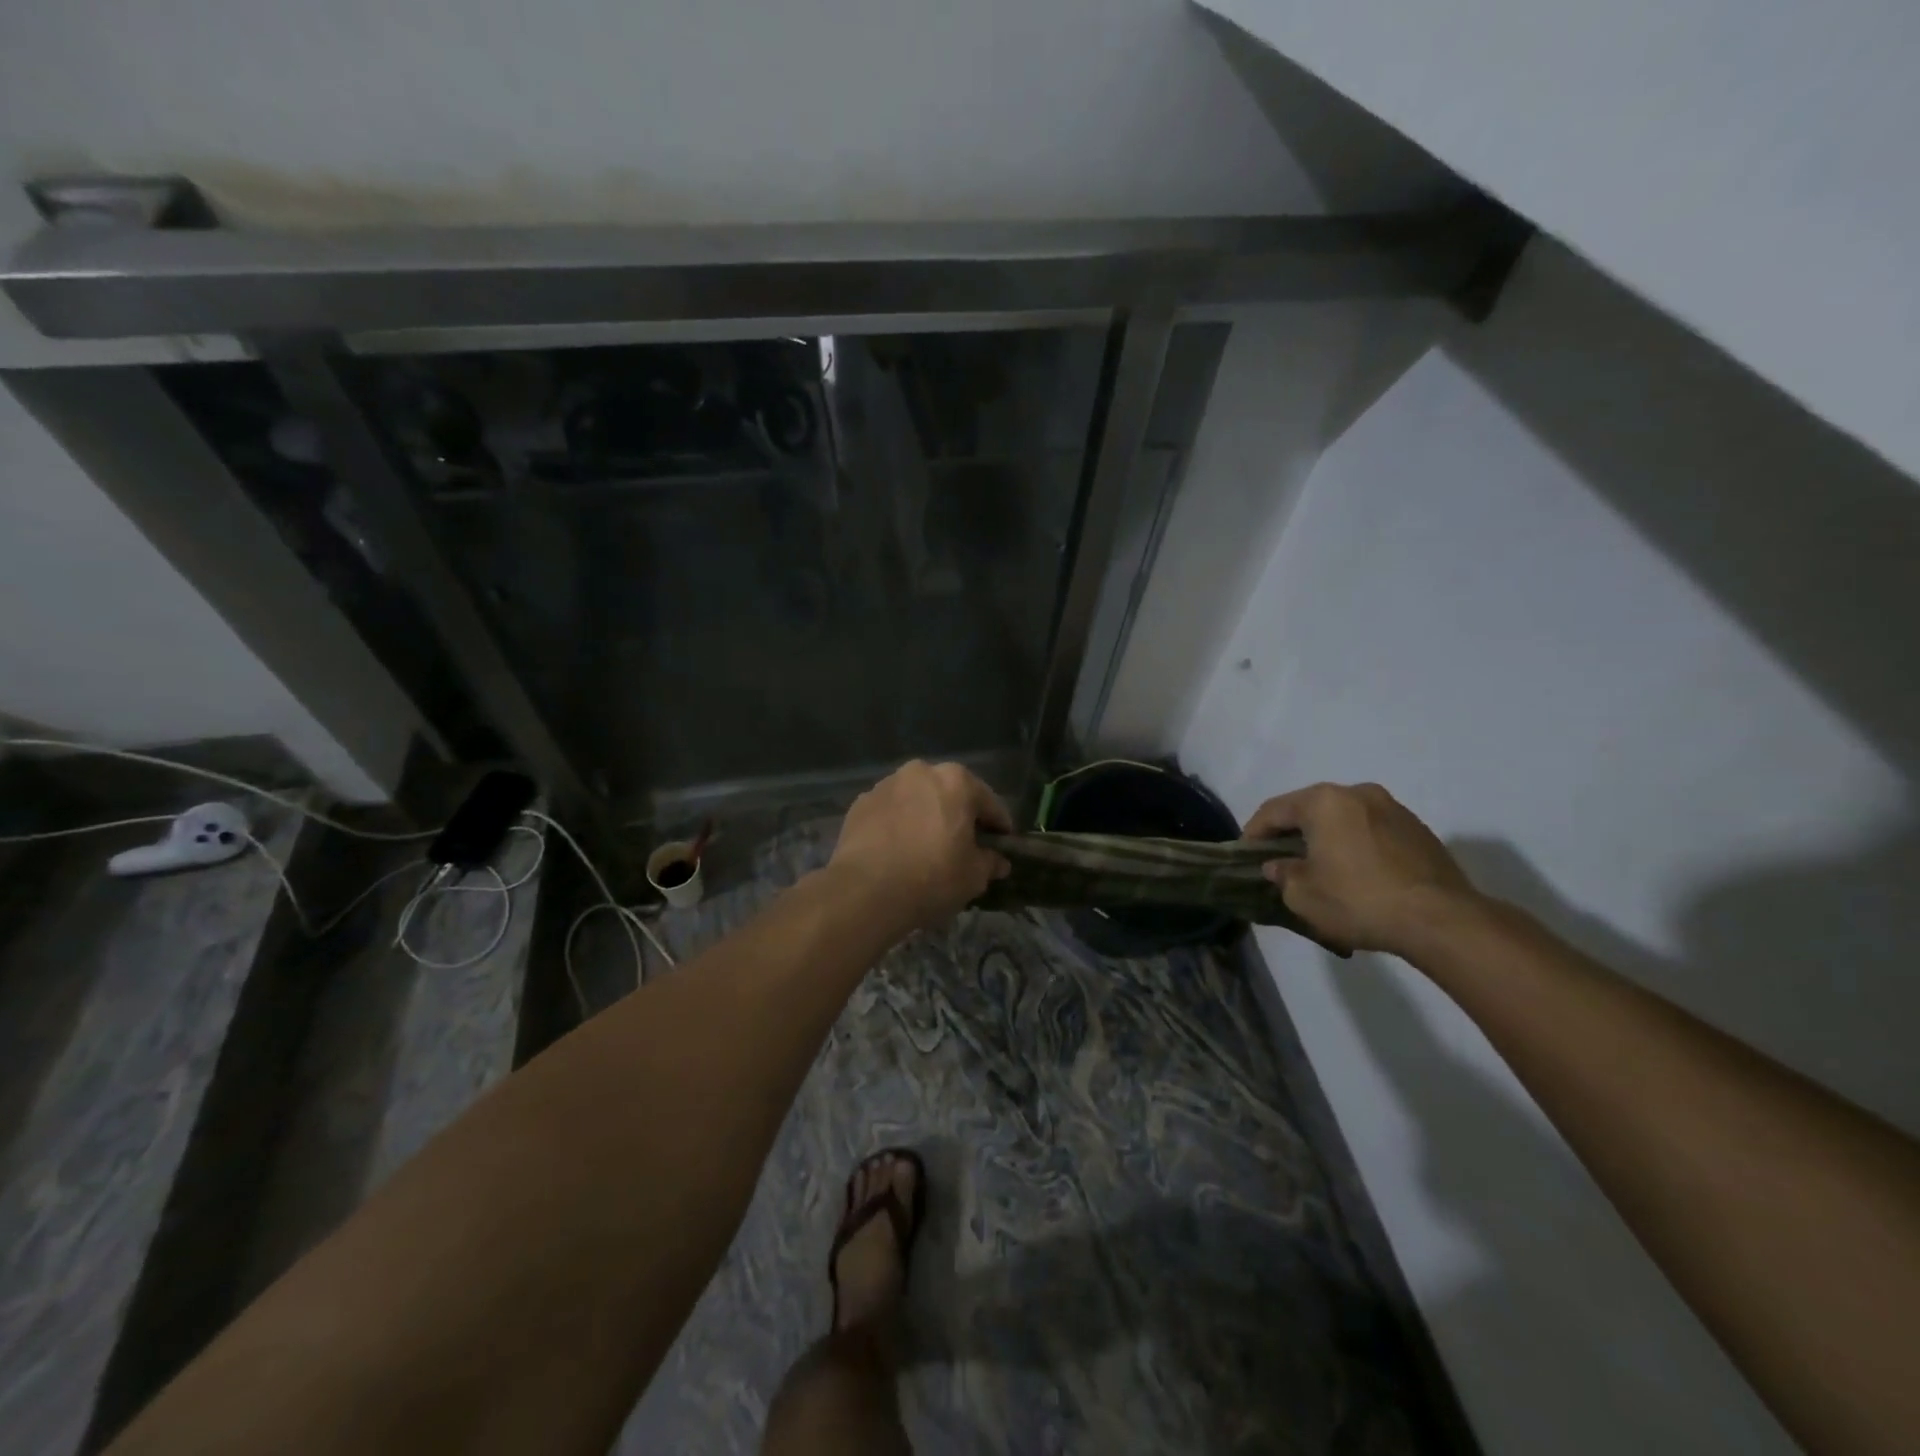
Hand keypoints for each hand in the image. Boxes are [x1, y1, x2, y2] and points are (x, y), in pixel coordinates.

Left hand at [828, 761, 1012, 933]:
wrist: (865, 892)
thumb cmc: (931, 877)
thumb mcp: (974, 876)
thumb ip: (990, 862)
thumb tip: (998, 861)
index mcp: (956, 781)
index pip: (989, 803)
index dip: (999, 827)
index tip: (1002, 845)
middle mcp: (920, 772)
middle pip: (950, 795)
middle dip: (958, 817)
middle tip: (963, 847)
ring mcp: (885, 786)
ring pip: (917, 800)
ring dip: (925, 818)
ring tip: (926, 849)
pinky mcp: (860, 804)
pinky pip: (890, 813)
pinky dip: (898, 826)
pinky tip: (897, 852)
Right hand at [1242, 783, 1479, 956]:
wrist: (1441, 920)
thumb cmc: (1359, 900)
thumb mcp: (1303, 895)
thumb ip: (1282, 874)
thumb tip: (1278, 866)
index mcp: (1324, 801)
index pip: (1274, 810)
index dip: (1254, 832)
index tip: (1244, 854)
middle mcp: (1358, 793)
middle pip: (1310, 808)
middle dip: (1291, 832)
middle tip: (1279, 858)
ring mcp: (1393, 808)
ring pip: (1344, 818)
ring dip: (1326, 837)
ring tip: (1319, 866)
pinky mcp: (1419, 830)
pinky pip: (1372, 831)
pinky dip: (1356, 845)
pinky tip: (1355, 872)